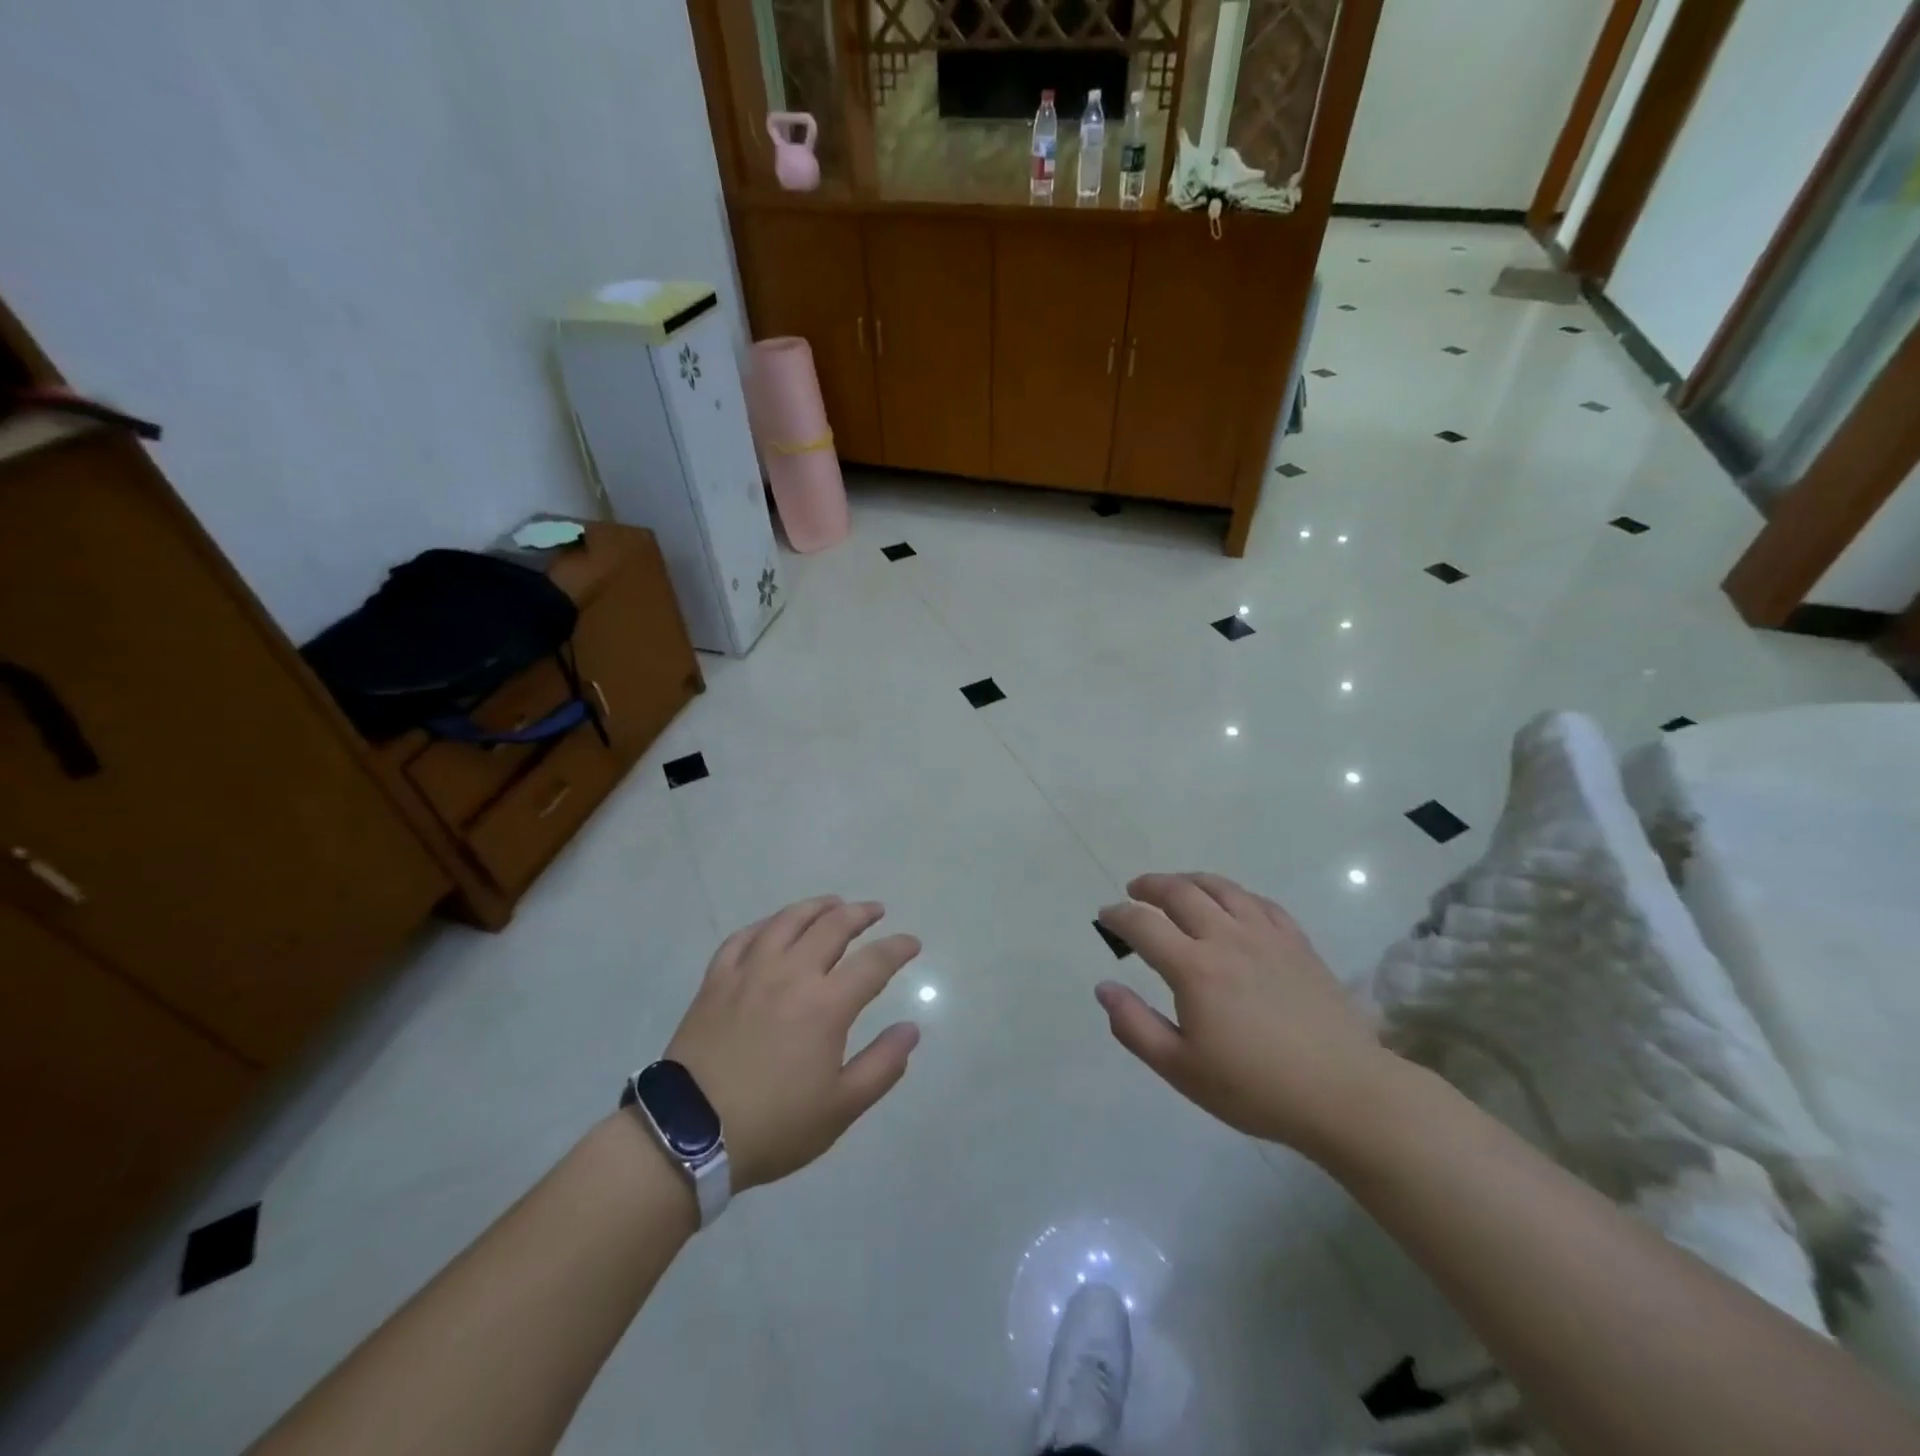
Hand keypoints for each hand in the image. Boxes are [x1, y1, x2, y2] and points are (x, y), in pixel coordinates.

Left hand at [664, 897, 921, 1190]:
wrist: (690, 1134)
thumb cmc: (774, 1124)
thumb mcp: (840, 1108)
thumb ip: (882, 1065)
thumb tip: (911, 1029)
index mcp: (826, 1005)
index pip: (873, 962)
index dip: (897, 948)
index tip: (912, 943)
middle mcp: (791, 974)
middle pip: (832, 926)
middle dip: (860, 914)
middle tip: (875, 911)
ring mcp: (750, 972)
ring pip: (788, 921)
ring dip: (816, 907)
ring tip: (832, 904)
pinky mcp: (716, 979)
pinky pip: (743, 937)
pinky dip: (765, 924)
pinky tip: (773, 926)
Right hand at [1095, 872, 1395, 1156]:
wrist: (1344, 1094)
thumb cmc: (1255, 1088)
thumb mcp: (1181, 1069)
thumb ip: (1135, 1026)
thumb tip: (1103, 987)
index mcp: (1194, 968)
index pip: (1143, 924)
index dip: (1118, 915)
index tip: (1106, 916)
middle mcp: (1227, 938)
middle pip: (1180, 892)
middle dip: (1150, 885)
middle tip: (1134, 890)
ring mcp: (1267, 935)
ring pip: (1221, 888)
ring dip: (1189, 880)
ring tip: (1176, 886)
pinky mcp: (1297, 942)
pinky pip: (1259, 902)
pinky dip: (1234, 894)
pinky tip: (1231, 904)